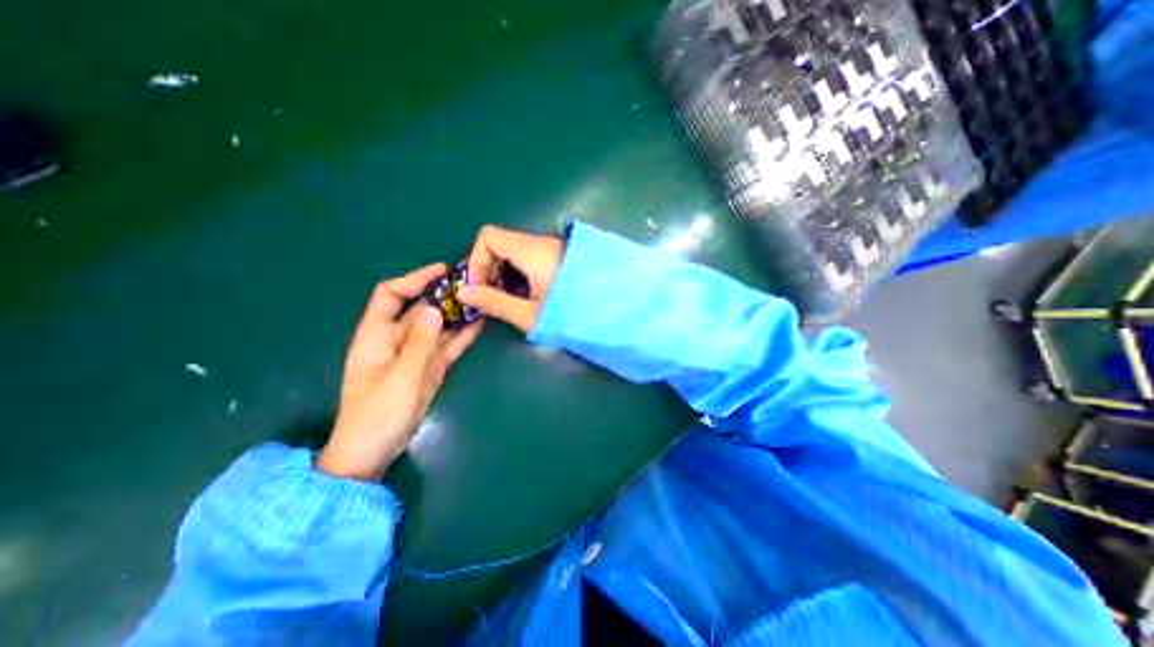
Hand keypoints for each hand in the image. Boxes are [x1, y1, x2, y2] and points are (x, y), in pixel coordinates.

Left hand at [313, 263, 482, 479]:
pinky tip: (480, 323)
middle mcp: (397, 339)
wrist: (374, 451)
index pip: (391, 295)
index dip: (415, 279)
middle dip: (444, 294)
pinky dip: (462, 334)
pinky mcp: (430, 367)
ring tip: (482, 299)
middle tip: (473, 284)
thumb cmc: (378, 414)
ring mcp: (416, 354)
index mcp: (377, 335)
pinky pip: (448, 345)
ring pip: (438, 326)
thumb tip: (435, 309)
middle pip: (421, 308)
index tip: (442, 271)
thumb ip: (419, 343)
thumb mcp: (400, 377)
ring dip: (457, 313)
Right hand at [457, 224, 565, 331]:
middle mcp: (543, 243)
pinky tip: (528, 295)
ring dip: (505, 273)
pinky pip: (532, 257)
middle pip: (502, 243)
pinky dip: (521, 272)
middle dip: (489, 268)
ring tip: (510, 300)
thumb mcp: (529, 314)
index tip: (480, 287)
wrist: (613, 315)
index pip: (489, 236)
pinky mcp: (563, 257)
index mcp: (533, 251)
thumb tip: (463, 293)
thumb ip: (494, 302)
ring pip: (517, 251)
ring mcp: (555, 248)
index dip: (476, 259)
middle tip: (491, 297)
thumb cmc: (570, 315)